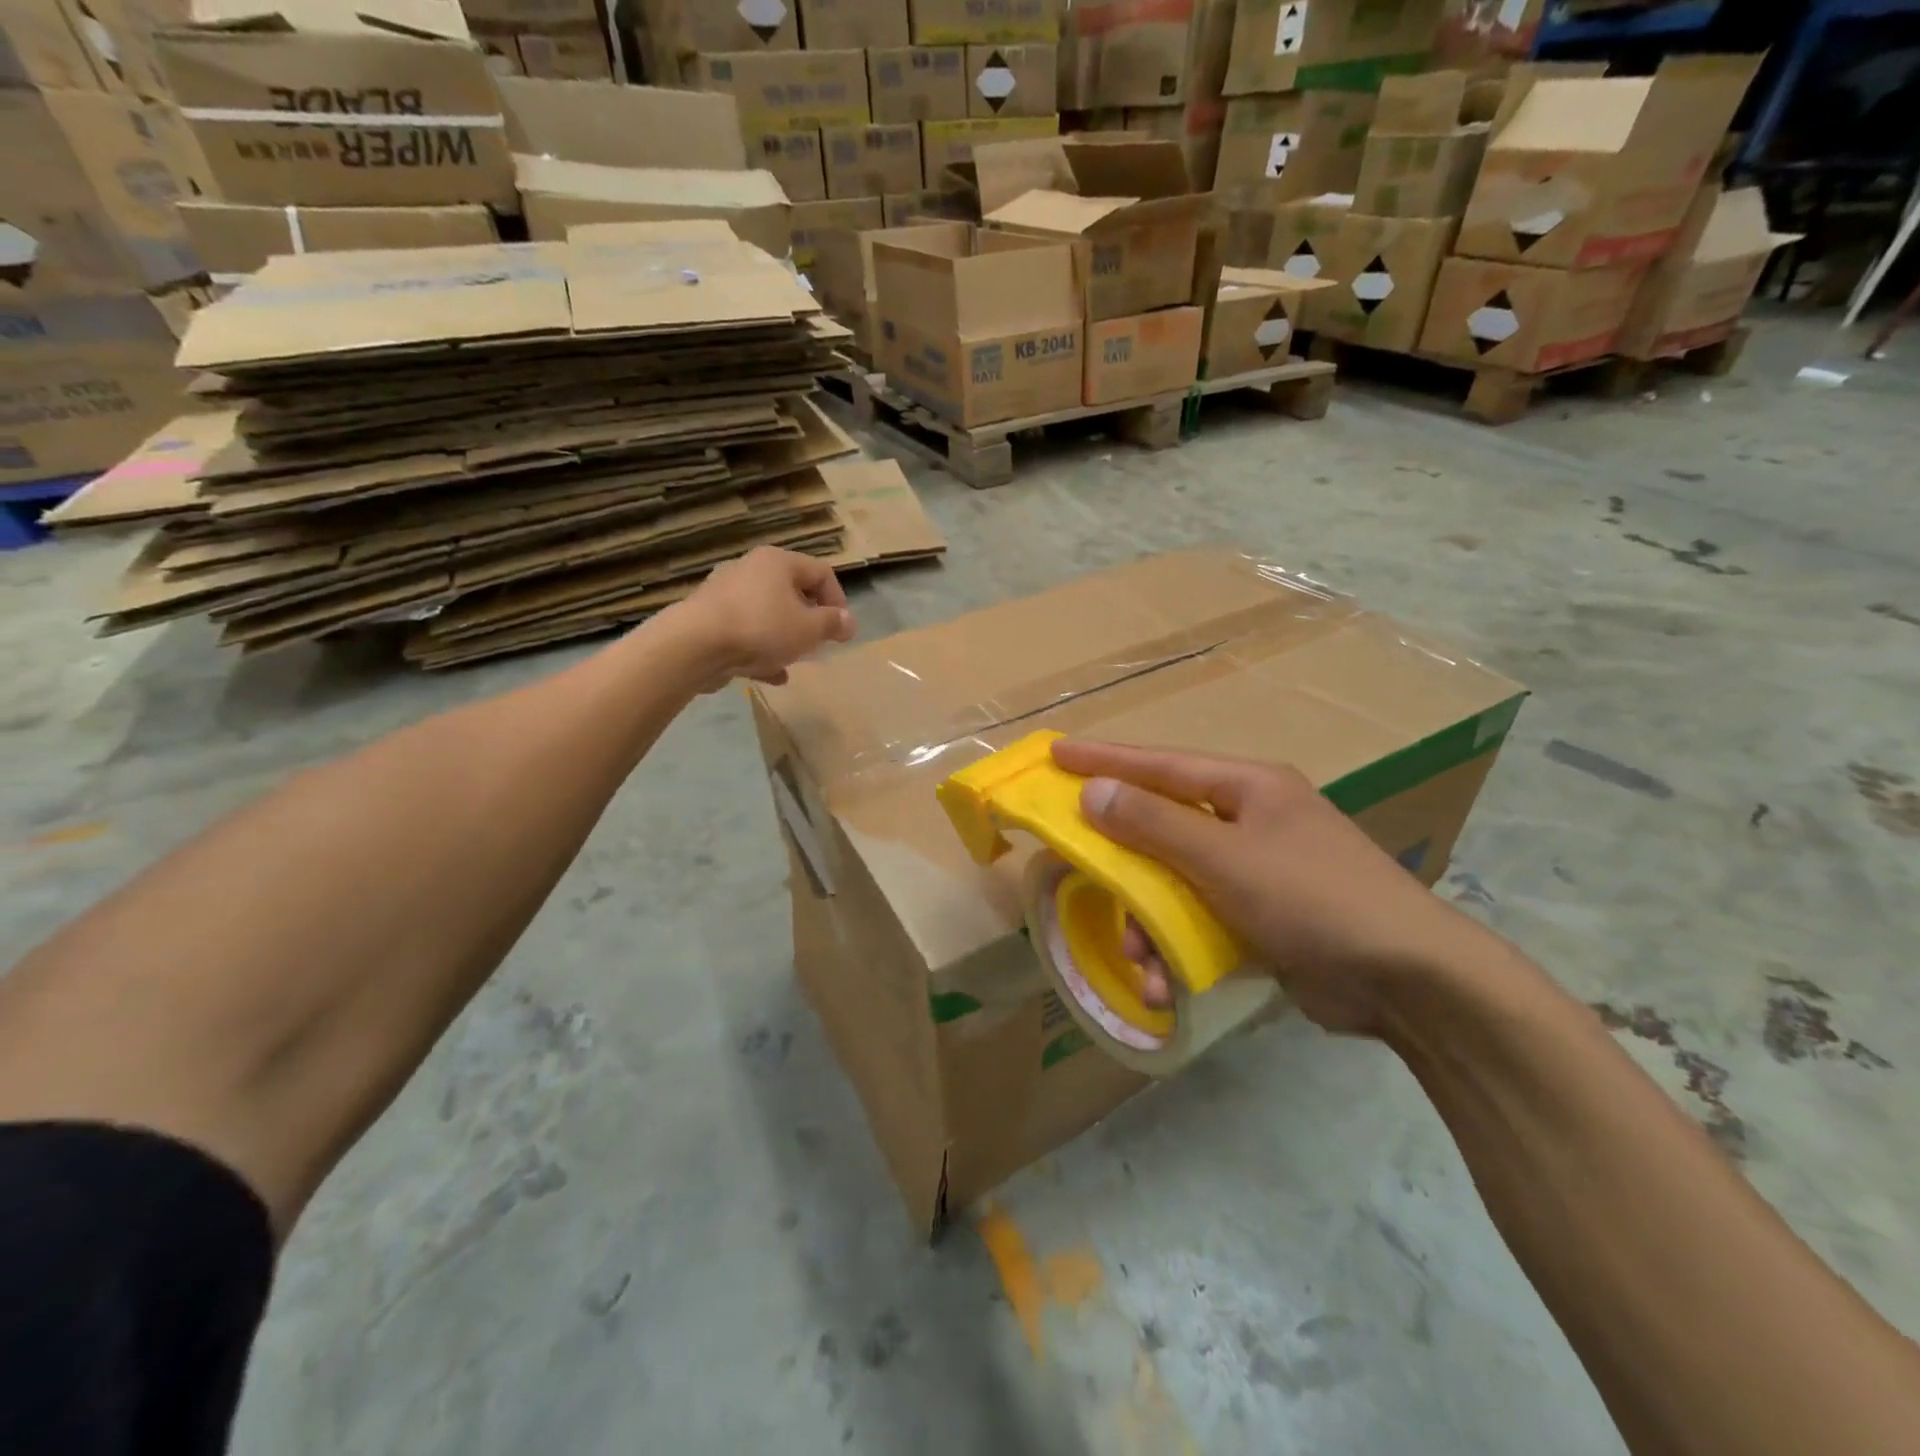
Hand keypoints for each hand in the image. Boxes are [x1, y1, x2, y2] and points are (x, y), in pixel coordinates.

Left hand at [675, 548, 855, 687]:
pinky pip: (745, 632)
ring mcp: (725, 594)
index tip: (841, 630)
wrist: (694, 646)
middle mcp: (750, 569)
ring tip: (795, 661)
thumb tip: (849, 621)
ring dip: (785, 638)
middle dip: (809, 621)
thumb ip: (832, 624)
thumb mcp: (808, 630)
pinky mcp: (708, 619)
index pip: (821, 572)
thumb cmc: (761, 628)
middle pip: (791, 592)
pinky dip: (760, 650)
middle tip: (818, 644)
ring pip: (767, 614)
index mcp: (778, 562)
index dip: (838, 601)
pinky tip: (771, 675)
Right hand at [1052, 740, 1495, 1037]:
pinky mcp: (1263, 916)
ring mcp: (1258, 869)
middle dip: (1124, 864)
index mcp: (1248, 787)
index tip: (1055, 756)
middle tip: (1080, 871)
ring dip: (1150, 922)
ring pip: (1176, 881)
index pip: (1160, 764)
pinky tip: (1167, 983)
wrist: (1409, 981)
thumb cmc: (1312, 900)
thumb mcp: (1225, 859)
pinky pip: (1200, 918)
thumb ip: (1154, 825)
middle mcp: (1250, 819)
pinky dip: (1178, 947)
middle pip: (1162, 827)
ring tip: (1140, 961)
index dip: (1104, 760)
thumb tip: (1093, 792)